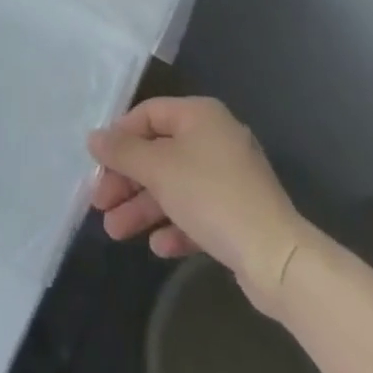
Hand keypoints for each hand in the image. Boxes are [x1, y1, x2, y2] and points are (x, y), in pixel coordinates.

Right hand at [88, 96, 313, 314]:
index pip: (148, 114)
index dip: (120, 137)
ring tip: (115, 232)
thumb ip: (122, 151)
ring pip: (174, 186)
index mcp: (200, 115)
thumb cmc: (211, 196)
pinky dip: (174, 224)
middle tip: (101, 204)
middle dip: (127, 181)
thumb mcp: (158, 168)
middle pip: (158, 153)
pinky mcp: (238, 214)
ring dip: (143, 207)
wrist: (278, 259)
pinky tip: (158, 246)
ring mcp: (229, 178)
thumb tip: (93, 137)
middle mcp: (215, 139)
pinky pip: (197, 211)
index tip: (98, 164)